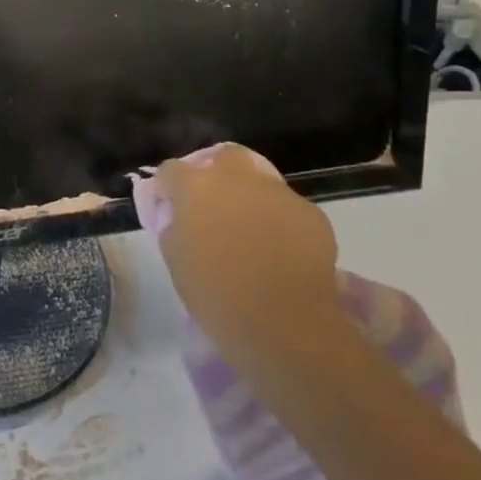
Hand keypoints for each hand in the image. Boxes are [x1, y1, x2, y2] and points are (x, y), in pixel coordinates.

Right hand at [154, 145, 341, 365]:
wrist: (285, 323)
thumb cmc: (215, 293)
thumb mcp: (176, 259)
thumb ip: (174, 226)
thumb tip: (180, 217)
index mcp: (195, 186)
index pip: (171, 170)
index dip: (169, 188)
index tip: (171, 208)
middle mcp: (235, 177)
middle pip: (223, 156)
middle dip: (217, 174)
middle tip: (215, 206)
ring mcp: (277, 192)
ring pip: (260, 182)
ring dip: (252, 199)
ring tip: (253, 233)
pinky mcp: (311, 213)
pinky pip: (288, 209)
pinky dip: (281, 222)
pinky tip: (282, 251)